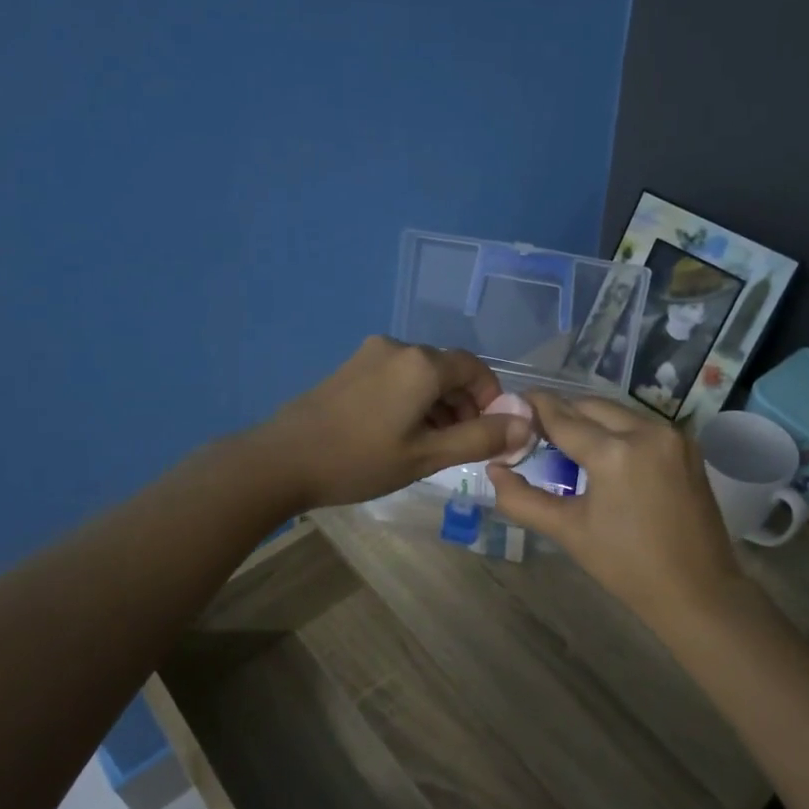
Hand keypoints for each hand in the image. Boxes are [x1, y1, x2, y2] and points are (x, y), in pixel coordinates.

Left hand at [261, 337, 532, 508]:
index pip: (475, 369)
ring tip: (429, 447)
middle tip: (459, 447)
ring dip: (437, 405)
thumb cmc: (359, 460)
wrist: (281, 460)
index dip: (491, 399)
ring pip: (421, 375)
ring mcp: (370, 355)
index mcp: (422, 363)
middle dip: (463, 406)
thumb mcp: (427, 456)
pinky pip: (396, 377)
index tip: (490, 433)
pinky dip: (411, 400)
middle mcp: (398, 347)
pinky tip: (398, 434)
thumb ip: (480, 439)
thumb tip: (527, 425)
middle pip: (448, 370)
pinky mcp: (350, 367)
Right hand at [486, 391, 743, 626]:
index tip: (514, 402)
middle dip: (562, 412)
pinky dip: (617, 429)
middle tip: (536, 428)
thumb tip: (493, 470)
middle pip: (591, 406)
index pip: (563, 418)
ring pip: (618, 412)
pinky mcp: (686, 446)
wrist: (697, 590)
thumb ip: (523, 499)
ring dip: (590, 419)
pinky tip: (603, 450)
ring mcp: (672, 436)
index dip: (535, 407)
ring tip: (567, 440)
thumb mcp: (568, 531)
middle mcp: (646, 431)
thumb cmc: (627, 566)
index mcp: (614, 452)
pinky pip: (641, 424)